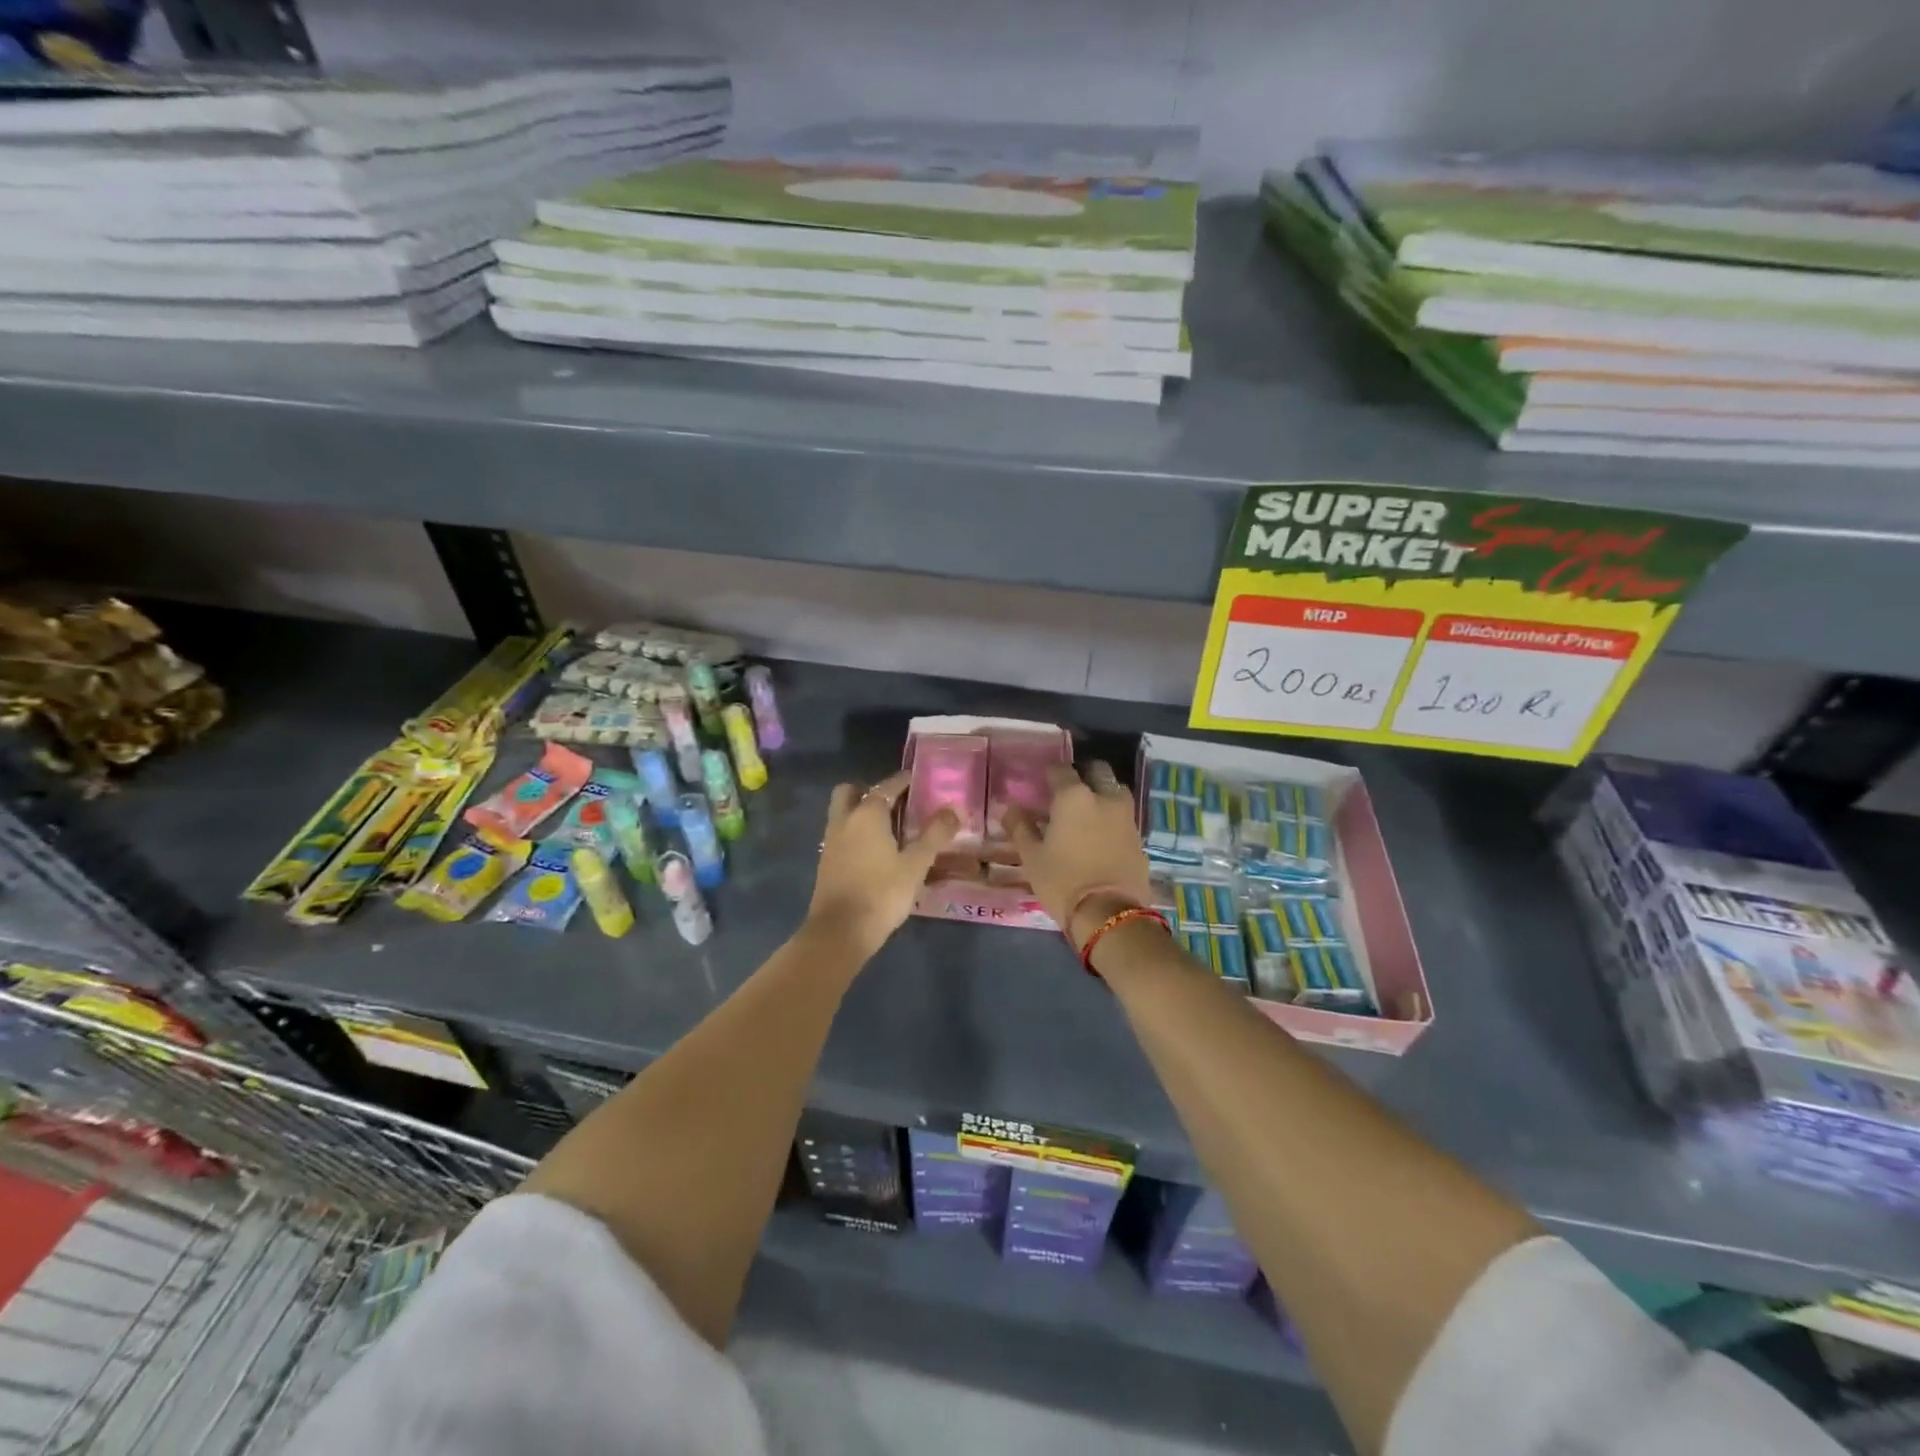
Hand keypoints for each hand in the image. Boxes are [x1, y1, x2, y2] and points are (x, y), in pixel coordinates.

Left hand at [805, 770, 958, 962]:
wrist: (840, 932)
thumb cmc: (881, 893)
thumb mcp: (915, 865)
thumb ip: (934, 836)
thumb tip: (952, 811)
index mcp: (867, 814)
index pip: (887, 786)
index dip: (903, 781)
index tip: (917, 780)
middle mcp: (845, 820)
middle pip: (851, 791)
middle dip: (870, 790)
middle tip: (895, 802)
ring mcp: (831, 841)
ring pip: (843, 812)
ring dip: (861, 811)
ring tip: (889, 826)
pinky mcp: (826, 862)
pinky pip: (841, 833)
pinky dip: (855, 831)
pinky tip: (875, 850)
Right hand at [1006, 761, 1153, 950]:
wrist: (1109, 915)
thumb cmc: (1062, 881)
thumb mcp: (1032, 857)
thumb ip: (1020, 827)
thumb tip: (1011, 808)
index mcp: (1074, 797)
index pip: (1060, 770)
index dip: (1049, 775)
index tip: (1041, 785)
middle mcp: (1104, 798)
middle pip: (1097, 772)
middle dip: (1083, 775)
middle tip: (1068, 793)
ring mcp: (1126, 817)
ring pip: (1115, 792)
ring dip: (1102, 794)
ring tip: (1087, 813)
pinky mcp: (1139, 838)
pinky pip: (1124, 818)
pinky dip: (1112, 819)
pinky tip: (1101, 836)